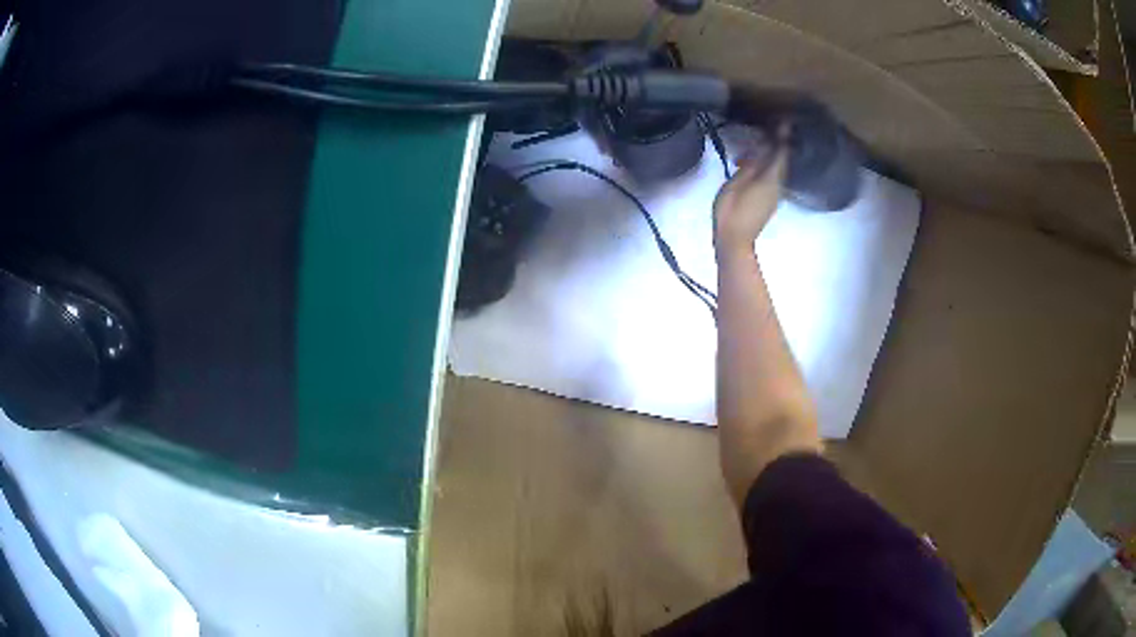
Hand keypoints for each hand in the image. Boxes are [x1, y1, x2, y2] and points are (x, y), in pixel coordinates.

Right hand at [713, 134, 787, 257]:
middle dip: (777, 144)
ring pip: (776, 169)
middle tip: (770, 129)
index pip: (781, 153)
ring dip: (768, 157)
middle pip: (781, 161)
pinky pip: (771, 178)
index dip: (783, 136)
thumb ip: (750, 165)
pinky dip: (765, 167)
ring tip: (753, 147)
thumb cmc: (731, 212)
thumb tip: (761, 149)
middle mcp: (778, 185)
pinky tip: (752, 164)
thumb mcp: (735, 184)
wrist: (735, 242)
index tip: (786, 121)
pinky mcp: (769, 201)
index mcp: (770, 179)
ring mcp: (775, 195)